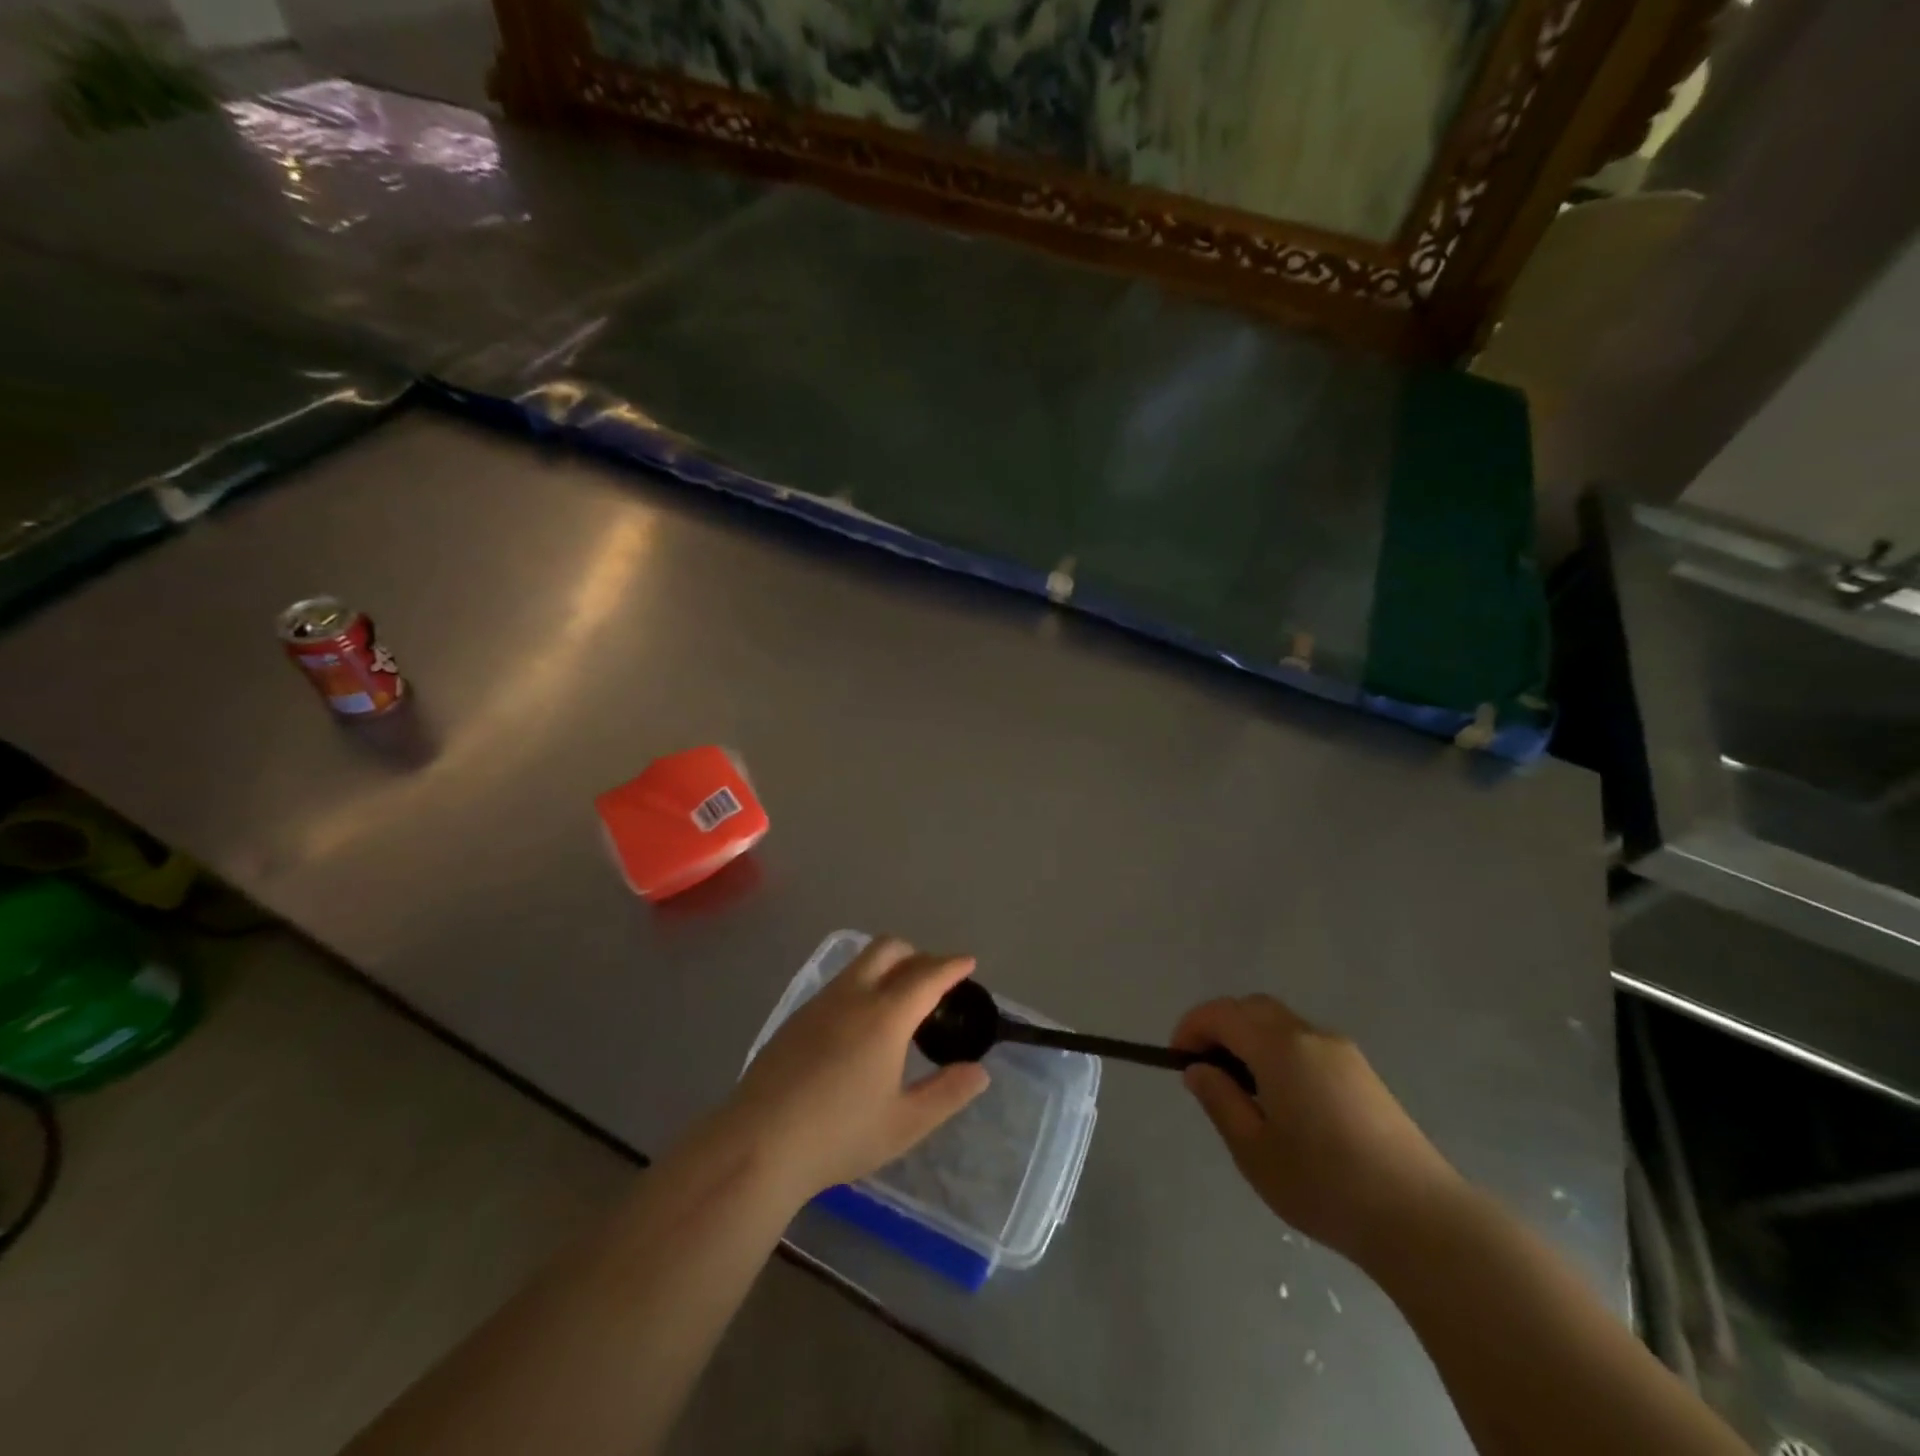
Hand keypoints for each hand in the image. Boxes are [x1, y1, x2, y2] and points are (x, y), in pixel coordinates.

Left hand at [718, 937, 989, 1205]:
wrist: (758, 1144)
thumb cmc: (839, 1135)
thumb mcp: (904, 1124)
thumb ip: (946, 1094)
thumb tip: (979, 1072)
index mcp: (885, 1016)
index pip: (927, 975)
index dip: (951, 966)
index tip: (967, 962)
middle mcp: (853, 996)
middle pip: (889, 949)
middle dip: (917, 954)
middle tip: (934, 980)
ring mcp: (820, 1002)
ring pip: (860, 962)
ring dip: (887, 966)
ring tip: (900, 1000)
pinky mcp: (796, 1017)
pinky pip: (839, 983)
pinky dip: (862, 984)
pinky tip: (860, 1023)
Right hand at [1172, 994, 1461, 1260]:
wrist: (1422, 1220)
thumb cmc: (1325, 1185)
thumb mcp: (1254, 1150)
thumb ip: (1220, 1101)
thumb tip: (1199, 1069)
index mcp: (1279, 1047)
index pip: (1222, 1013)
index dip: (1192, 1027)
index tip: (1177, 1059)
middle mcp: (1310, 1035)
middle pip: (1253, 1008)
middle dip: (1220, 1027)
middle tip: (1206, 1070)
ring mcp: (1342, 1052)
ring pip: (1281, 1025)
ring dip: (1251, 1040)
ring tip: (1243, 1090)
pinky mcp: (1363, 1074)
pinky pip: (1306, 1045)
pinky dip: (1279, 1053)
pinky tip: (1284, 1101)